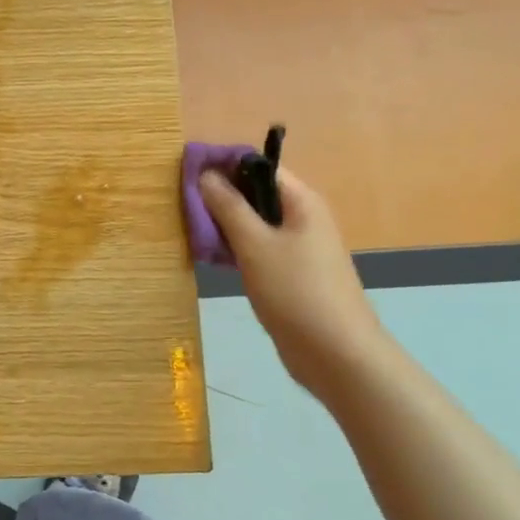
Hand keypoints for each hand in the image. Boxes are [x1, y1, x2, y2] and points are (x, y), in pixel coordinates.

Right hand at [199, 166, 387, 399]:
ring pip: (255, 225)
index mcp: (301, 202)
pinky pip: (258, 250)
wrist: (336, 354)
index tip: (188, 173)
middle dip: (220, 198)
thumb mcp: (255, 245)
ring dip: (225, 226)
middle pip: (256, 195)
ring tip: (191, 232)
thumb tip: (207, 174)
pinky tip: (211, 259)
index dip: (225, 165)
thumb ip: (229, 208)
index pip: (260, 167)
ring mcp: (298, 249)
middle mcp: (302, 219)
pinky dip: (236, 250)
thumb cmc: (296, 291)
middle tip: (183, 207)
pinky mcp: (290, 275)